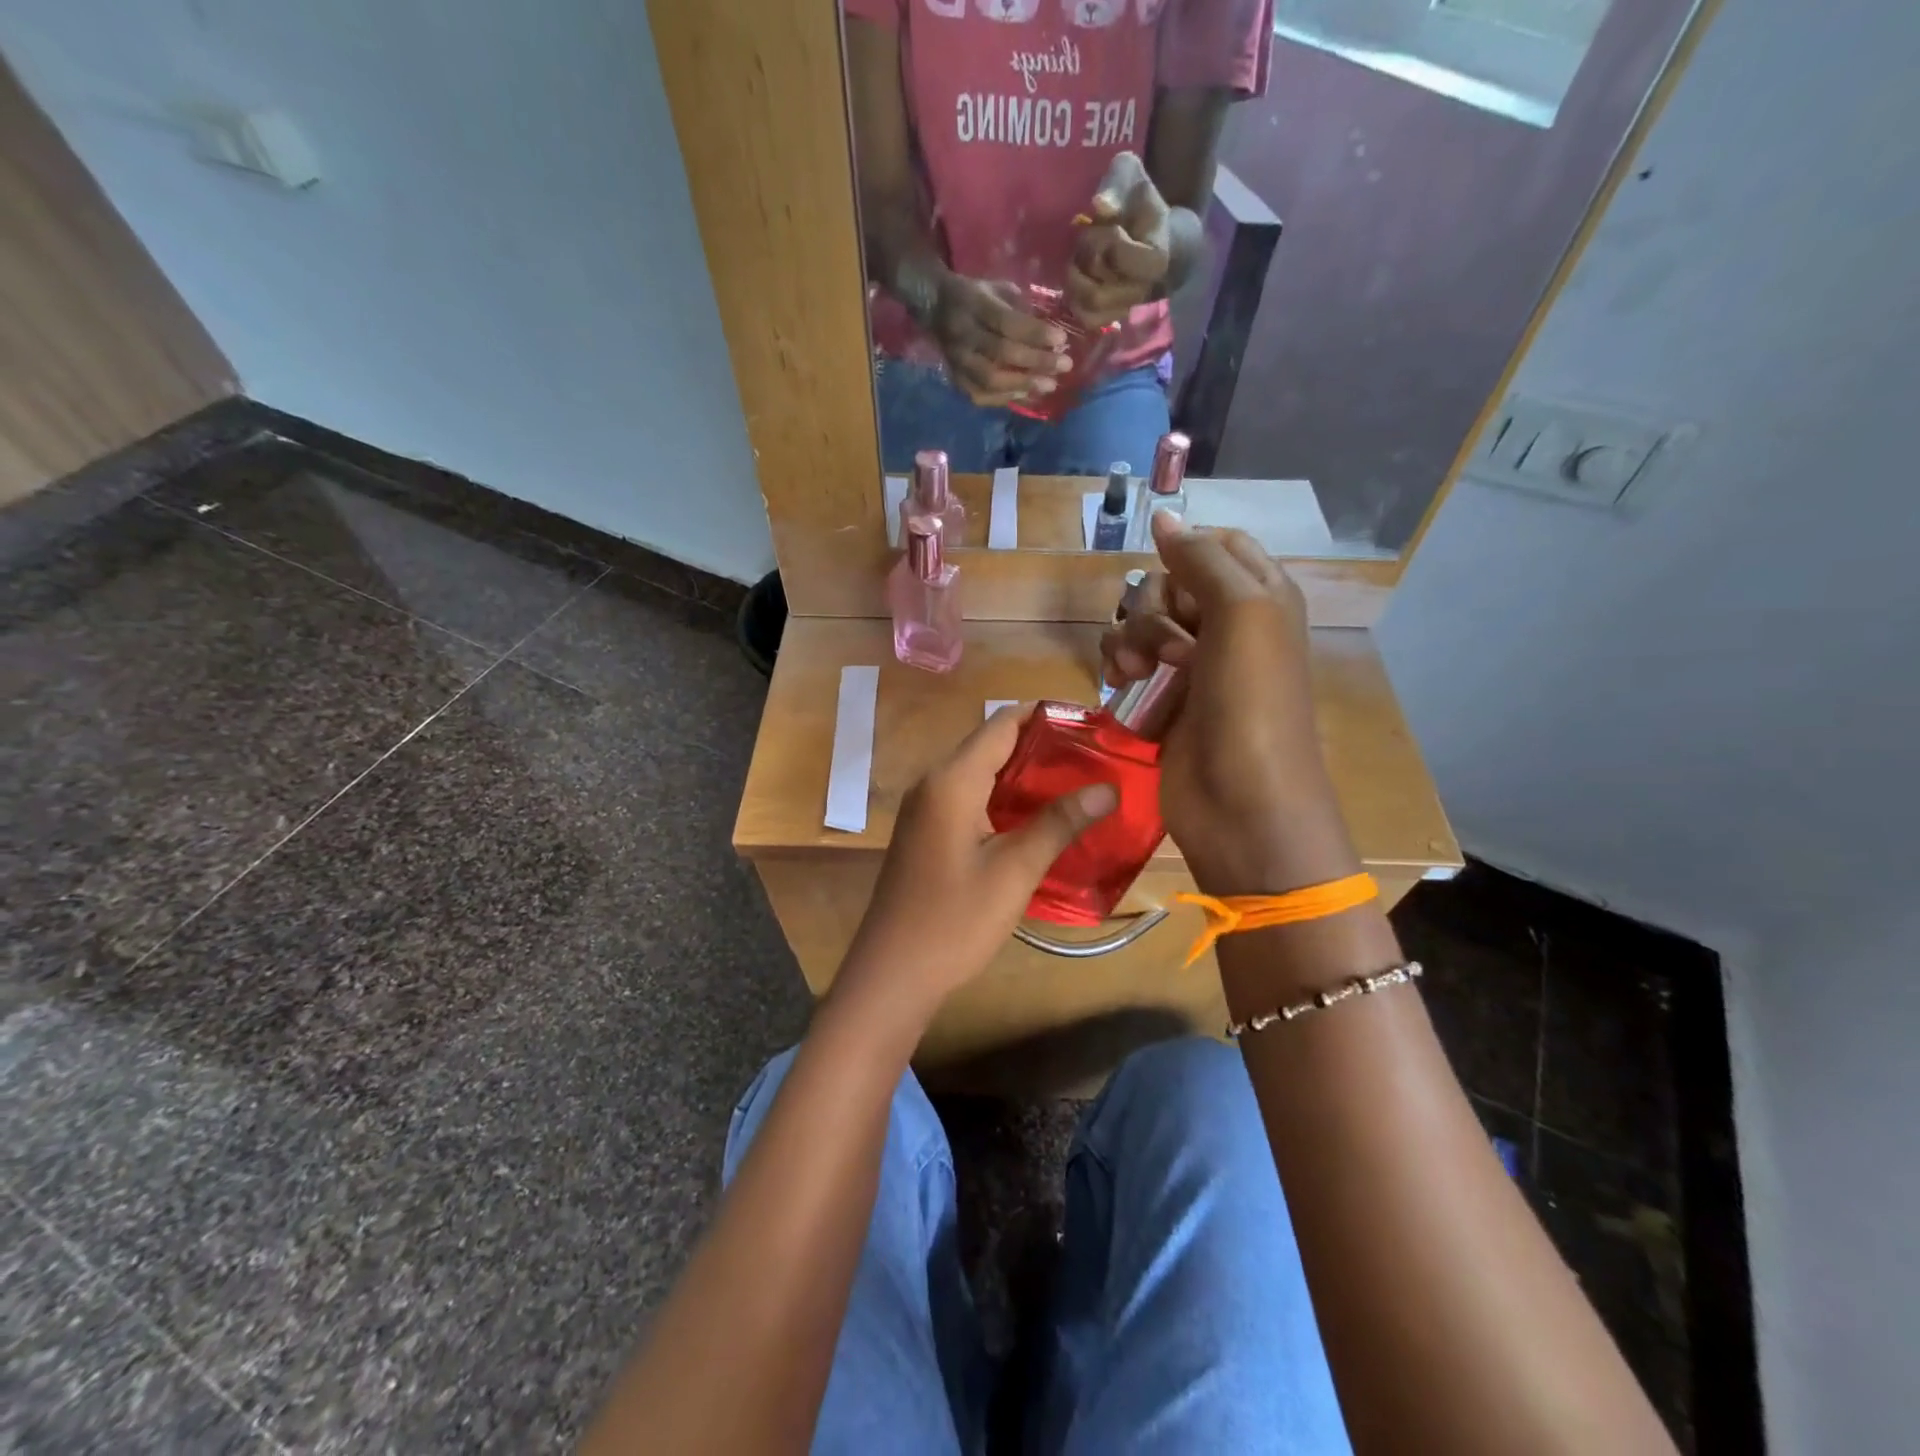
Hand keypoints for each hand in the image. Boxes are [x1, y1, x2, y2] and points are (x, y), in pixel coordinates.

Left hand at [832, 707, 1117, 1035]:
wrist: (893, 973)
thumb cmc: (954, 920)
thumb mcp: (1014, 871)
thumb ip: (1058, 823)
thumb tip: (1107, 788)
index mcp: (951, 781)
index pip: (1001, 724)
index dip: (1045, 716)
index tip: (1090, 723)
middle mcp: (933, 783)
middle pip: (990, 744)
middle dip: (1040, 745)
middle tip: (1093, 757)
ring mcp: (925, 808)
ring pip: (979, 772)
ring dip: (1022, 774)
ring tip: (1075, 782)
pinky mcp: (925, 832)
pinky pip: (968, 797)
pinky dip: (1002, 797)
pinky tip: (1035, 816)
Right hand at [925, 272, 1071, 405]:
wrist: (933, 306)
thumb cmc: (974, 295)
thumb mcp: (996, 288)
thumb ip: (1020, 308)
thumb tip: (1051, 334)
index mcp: (974, 304)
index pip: (1007, 322)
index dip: (1035, 333)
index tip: (1062, 339)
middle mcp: (963, 335)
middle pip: (1002, 353)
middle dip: (1037, 361)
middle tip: (1065, 366)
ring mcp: (957, 360)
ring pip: (991, 379)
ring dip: (1023, 384)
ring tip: (1050, 385)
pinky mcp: (955, 379)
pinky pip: (981, 395)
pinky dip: (1005, 398)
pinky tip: (1026, 395)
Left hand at [1068, 151, 1171, 328]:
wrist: (1156, 236)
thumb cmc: (1141, 204)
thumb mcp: (1132, 179)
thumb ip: (1118, 185)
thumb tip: (1100, 205)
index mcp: (1155, 259)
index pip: (1116, 253)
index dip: (1103, 238)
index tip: (1108, 226)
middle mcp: (1142, 291)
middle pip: (1097, 286)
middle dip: (1084, 261)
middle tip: (1085, 243)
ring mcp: (1127, 309)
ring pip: (1088, 307)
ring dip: (1075, 282)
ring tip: (1080, 261)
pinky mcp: (1112, 318)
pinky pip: (1086, 319)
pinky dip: (1075, 301)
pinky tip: (1078, 279)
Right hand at [1100, 514, 1359, 895]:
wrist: (1241, 803)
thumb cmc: (1252, 703)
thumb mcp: (1243, 613)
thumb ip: (1203, 559)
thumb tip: (1164, 516)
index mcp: (1261, 597)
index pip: (1216, 546)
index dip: (1186, 554)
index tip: (1170, 576)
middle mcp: (1227, 626)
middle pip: (1169, 583)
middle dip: (1153, 608)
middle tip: (1169, 648)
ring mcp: (1191, 666)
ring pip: (1139, 622)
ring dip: (1129, 640)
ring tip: (1135, 674)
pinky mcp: (1161, 699)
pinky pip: (1125, 661)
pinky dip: (1116, 666)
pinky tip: (1117, 685)